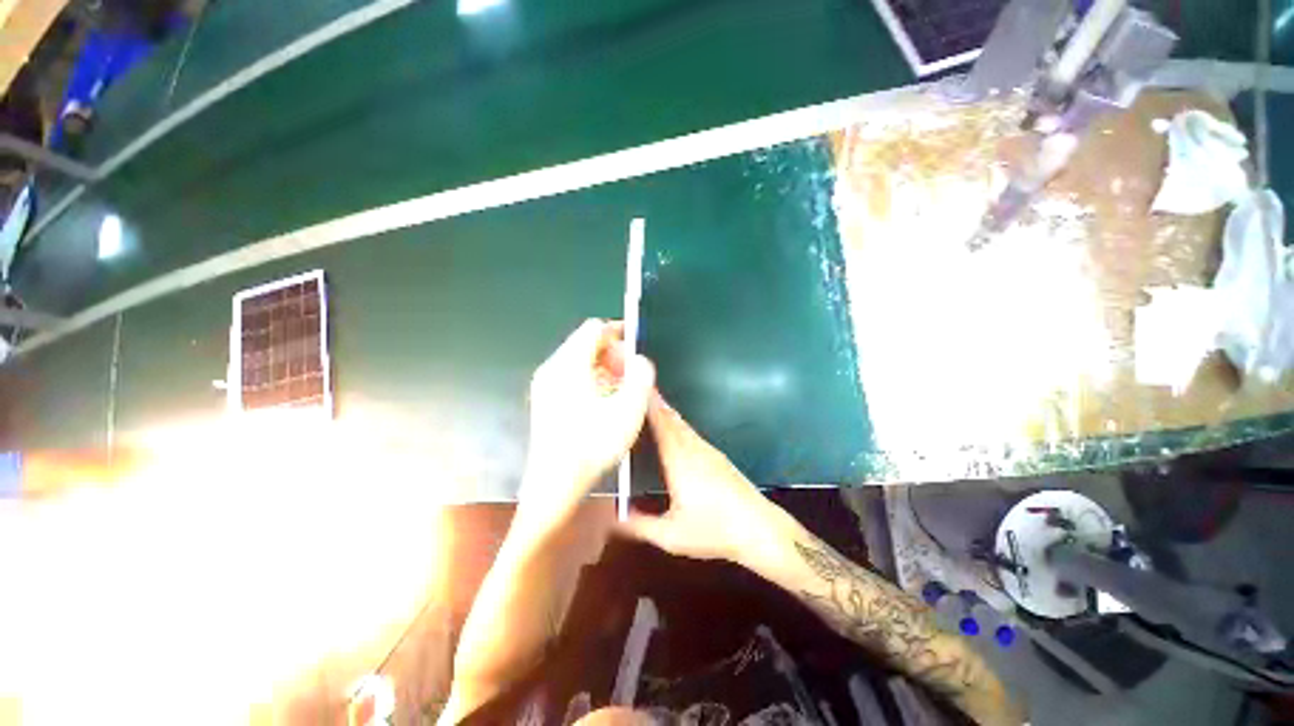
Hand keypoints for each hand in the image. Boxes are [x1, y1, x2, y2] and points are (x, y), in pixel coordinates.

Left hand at [519, 319, 654, 527]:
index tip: (636, 349)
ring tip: (621, 390)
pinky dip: (591, 379)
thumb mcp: (628, 409)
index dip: (619, 332)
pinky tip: (603, 402)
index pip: (595, 328)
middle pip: (586, 342)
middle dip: (613, 353)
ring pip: (579, 360)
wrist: (554, 484)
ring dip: (604, 367)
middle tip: (631, 375)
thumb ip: (640, 376)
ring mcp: (545, 384)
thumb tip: (639, 360)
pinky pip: (571, 376)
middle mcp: (552, 368)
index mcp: (570, 364)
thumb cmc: (593, 445)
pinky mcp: (545, 399)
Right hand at [618, 393, 776, 561]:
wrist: (760, 529)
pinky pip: (691, 433)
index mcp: (680, 461)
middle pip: (672, 419)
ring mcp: (708, 451)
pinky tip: (675, 428)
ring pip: (683, 425)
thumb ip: (639, 525)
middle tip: (638, 389)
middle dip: (655, 403)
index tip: (636, 388)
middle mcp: (694, 449)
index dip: (649, 405)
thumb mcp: (670, 536)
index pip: (661, 425)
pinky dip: (678, 423)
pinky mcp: (717, 457)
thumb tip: (613, 516)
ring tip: (651, 404)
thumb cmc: (714, 530)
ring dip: (666, 412)